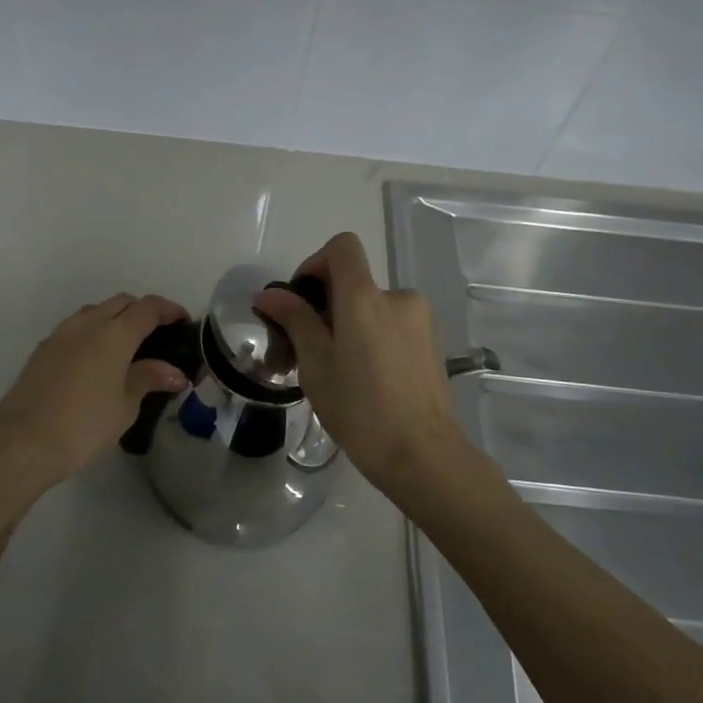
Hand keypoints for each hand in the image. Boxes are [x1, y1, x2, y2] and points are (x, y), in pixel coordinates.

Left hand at [0, 293, 189, 493]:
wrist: (22, 443)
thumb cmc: (84, 425)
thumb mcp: (125, 405)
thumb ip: (149, 379)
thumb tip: (175, 373)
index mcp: (114, 333)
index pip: (148, 308)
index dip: (169, 309)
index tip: (183, 321)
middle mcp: (87, 324)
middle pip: (121, 303)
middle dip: (142, 311)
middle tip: (158, 335)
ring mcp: (60, 335)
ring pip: (95, 312)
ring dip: (115, 319)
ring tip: (128, 347)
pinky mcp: (42, 350)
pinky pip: (75, 328)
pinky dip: (93, 333)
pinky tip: (97, 361)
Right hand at [252, 233, 471, 490]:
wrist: (423, 455)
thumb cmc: (360, 408)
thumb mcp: (316, 364)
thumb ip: (294, 319)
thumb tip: (269, 294)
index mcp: (365, 297)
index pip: (342, 247)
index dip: (315, 262)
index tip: (301, 300)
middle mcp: (397, 297)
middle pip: (355, 281)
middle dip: (327, 305)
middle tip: (308, 348)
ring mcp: (421, 320)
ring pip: (373, 308)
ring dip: (351, 324)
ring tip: (338, 370)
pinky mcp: (433, 343)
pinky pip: (393, 326)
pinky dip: (373, 338)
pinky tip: (367, 379)